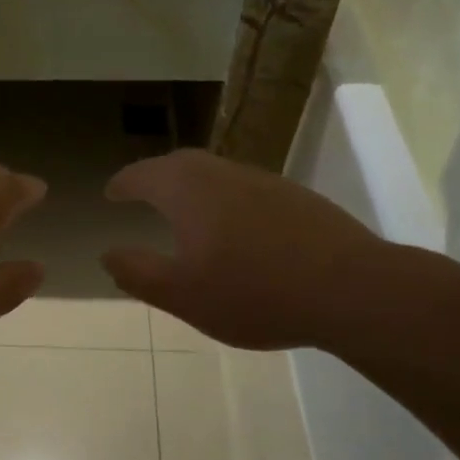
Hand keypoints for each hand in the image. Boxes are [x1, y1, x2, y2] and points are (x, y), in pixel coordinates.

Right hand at [101, 149, 383, 350]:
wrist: (351, 289)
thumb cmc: (255, 293)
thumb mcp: (183, 295)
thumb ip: (139, 273)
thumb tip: (108, 253)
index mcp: (188, 190)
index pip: (144, 175)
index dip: (123, 183)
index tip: (111, 193)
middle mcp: (223, 174)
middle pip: (180, 165)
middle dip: (156, 177)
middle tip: (142, 194)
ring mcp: (264, 182)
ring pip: (216, 174)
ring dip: (192, 187)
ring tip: (184, 212)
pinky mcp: (297, 198)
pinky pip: (245, 189)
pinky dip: (225, 200)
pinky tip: (236, 230)